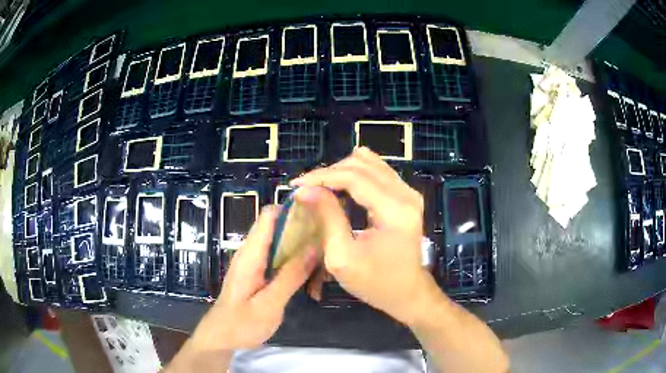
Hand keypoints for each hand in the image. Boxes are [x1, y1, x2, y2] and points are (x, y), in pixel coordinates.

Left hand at [189, 206, 316, 351]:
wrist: (221, 338)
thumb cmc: (242, 323)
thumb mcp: (269, 303)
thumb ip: (291, 276)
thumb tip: (314, 247)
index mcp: (251, 254)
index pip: (269, 216)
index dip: (291, 209)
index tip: (318, 213)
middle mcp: (250, 253)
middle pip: (276, 227)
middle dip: (301, 228)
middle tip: (327, 238)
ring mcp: (253, 263)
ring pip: (278, 243)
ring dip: (299, 246)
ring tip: (323, 254)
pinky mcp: (256, 274)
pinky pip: (276, 258)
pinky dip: (293, 260)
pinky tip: (310, 272)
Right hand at [292, 147, 438, 324]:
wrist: (407, 292)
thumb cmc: (375, 282)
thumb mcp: (342, 257)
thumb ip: (327, 218)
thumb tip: (305, 190)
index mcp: (394, 210)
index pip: (354, 178)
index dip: (322, 177)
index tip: (296, 185)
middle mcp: (406, 194)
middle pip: (362, 166)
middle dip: (329, 172)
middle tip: (306, 188)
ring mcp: (409, 193)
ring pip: (369, 164)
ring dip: (341, 171)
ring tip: (320, 186)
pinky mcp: (406, 196)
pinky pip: (378, 172)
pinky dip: (355, 174)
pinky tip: (340, 184)